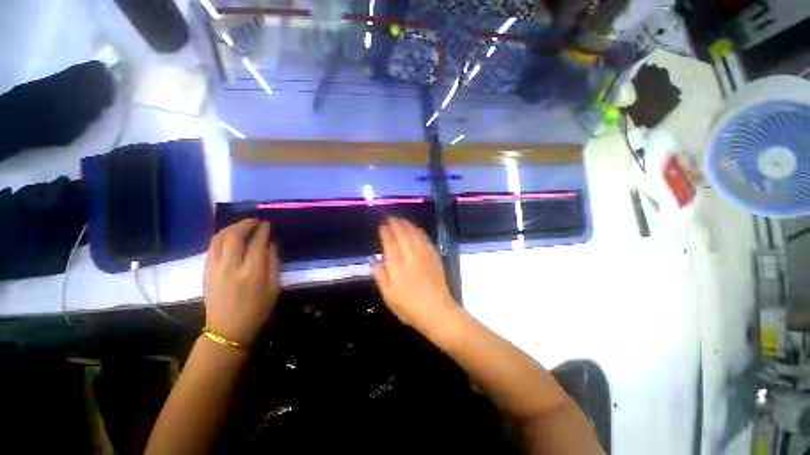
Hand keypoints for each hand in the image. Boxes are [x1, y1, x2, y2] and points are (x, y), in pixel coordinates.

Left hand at [203, 219, 280, 345]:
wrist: (228, 330)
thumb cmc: (258, 310)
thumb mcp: (275, 287)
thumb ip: (274, 263)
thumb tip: (271, 244)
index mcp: (252, 272)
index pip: (257, 243)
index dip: (263, 230)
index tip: (268, 224)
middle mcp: (231, 267)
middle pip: (234, 236)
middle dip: (246, 223)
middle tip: (255, 221)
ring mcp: (214, 268)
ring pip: (219, 238)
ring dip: (231, 227)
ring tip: (242, 226)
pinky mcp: (205, 272)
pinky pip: (212, 247)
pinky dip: (222, 237)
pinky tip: (230, 238)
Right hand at [372, 217, 457, 331]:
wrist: (437, 311)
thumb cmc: (409, 307)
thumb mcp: (388, 295)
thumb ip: (380, 275)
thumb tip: (374, 258)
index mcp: (398, 265)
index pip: (390, 243)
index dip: (385, 232)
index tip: (382, 224)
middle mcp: (411, 255)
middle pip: (403, 234)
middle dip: (396, 224)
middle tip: (390, 217)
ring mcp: (425, 255)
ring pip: (415, 234)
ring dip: (407, 224)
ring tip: (401, 219)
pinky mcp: (434, 257)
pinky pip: (426, 239)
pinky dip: (419, 231)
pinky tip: (417, 229)